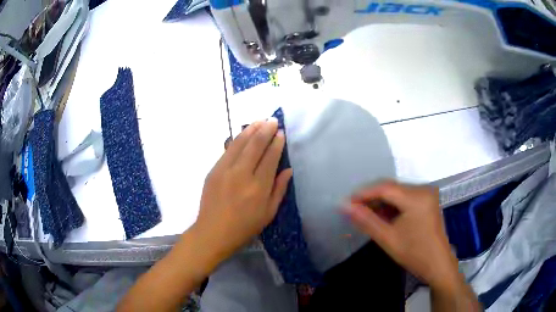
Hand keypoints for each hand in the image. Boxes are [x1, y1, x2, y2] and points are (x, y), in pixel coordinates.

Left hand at [194, 119, 292, 261]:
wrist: (213, 232)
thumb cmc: (244, 227)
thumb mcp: (268, 213)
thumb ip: (279, 190)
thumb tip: (288, 170)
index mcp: (258, 187)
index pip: (270, 157)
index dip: (277, 143)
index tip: (281, 133)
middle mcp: (242, 174)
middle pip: (255, 145)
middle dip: (265, 130)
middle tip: (273, 120)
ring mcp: (225, 170)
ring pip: (240, 143)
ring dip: (251, 129)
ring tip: (259, 120)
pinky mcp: (213, 170)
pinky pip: (228, 150)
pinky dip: (237, 139)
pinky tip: (243, 133)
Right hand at [343, 181, 454, 287]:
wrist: (438, 265)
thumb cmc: (414, 254)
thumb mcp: (388, 239)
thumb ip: (366, 221)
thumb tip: (344, 207)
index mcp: (416, 197)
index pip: (384, 188)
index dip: (363, 193)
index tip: (346, 203)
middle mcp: (423, 189)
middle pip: (391, 188)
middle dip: (371, 198)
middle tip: (354, 210)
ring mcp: (427, 194)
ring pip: (397, 192)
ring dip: (381, 202)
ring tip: (365, 215)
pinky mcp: (427, 201)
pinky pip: (405, 198)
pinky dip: (392, 206)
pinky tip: (383, 216)